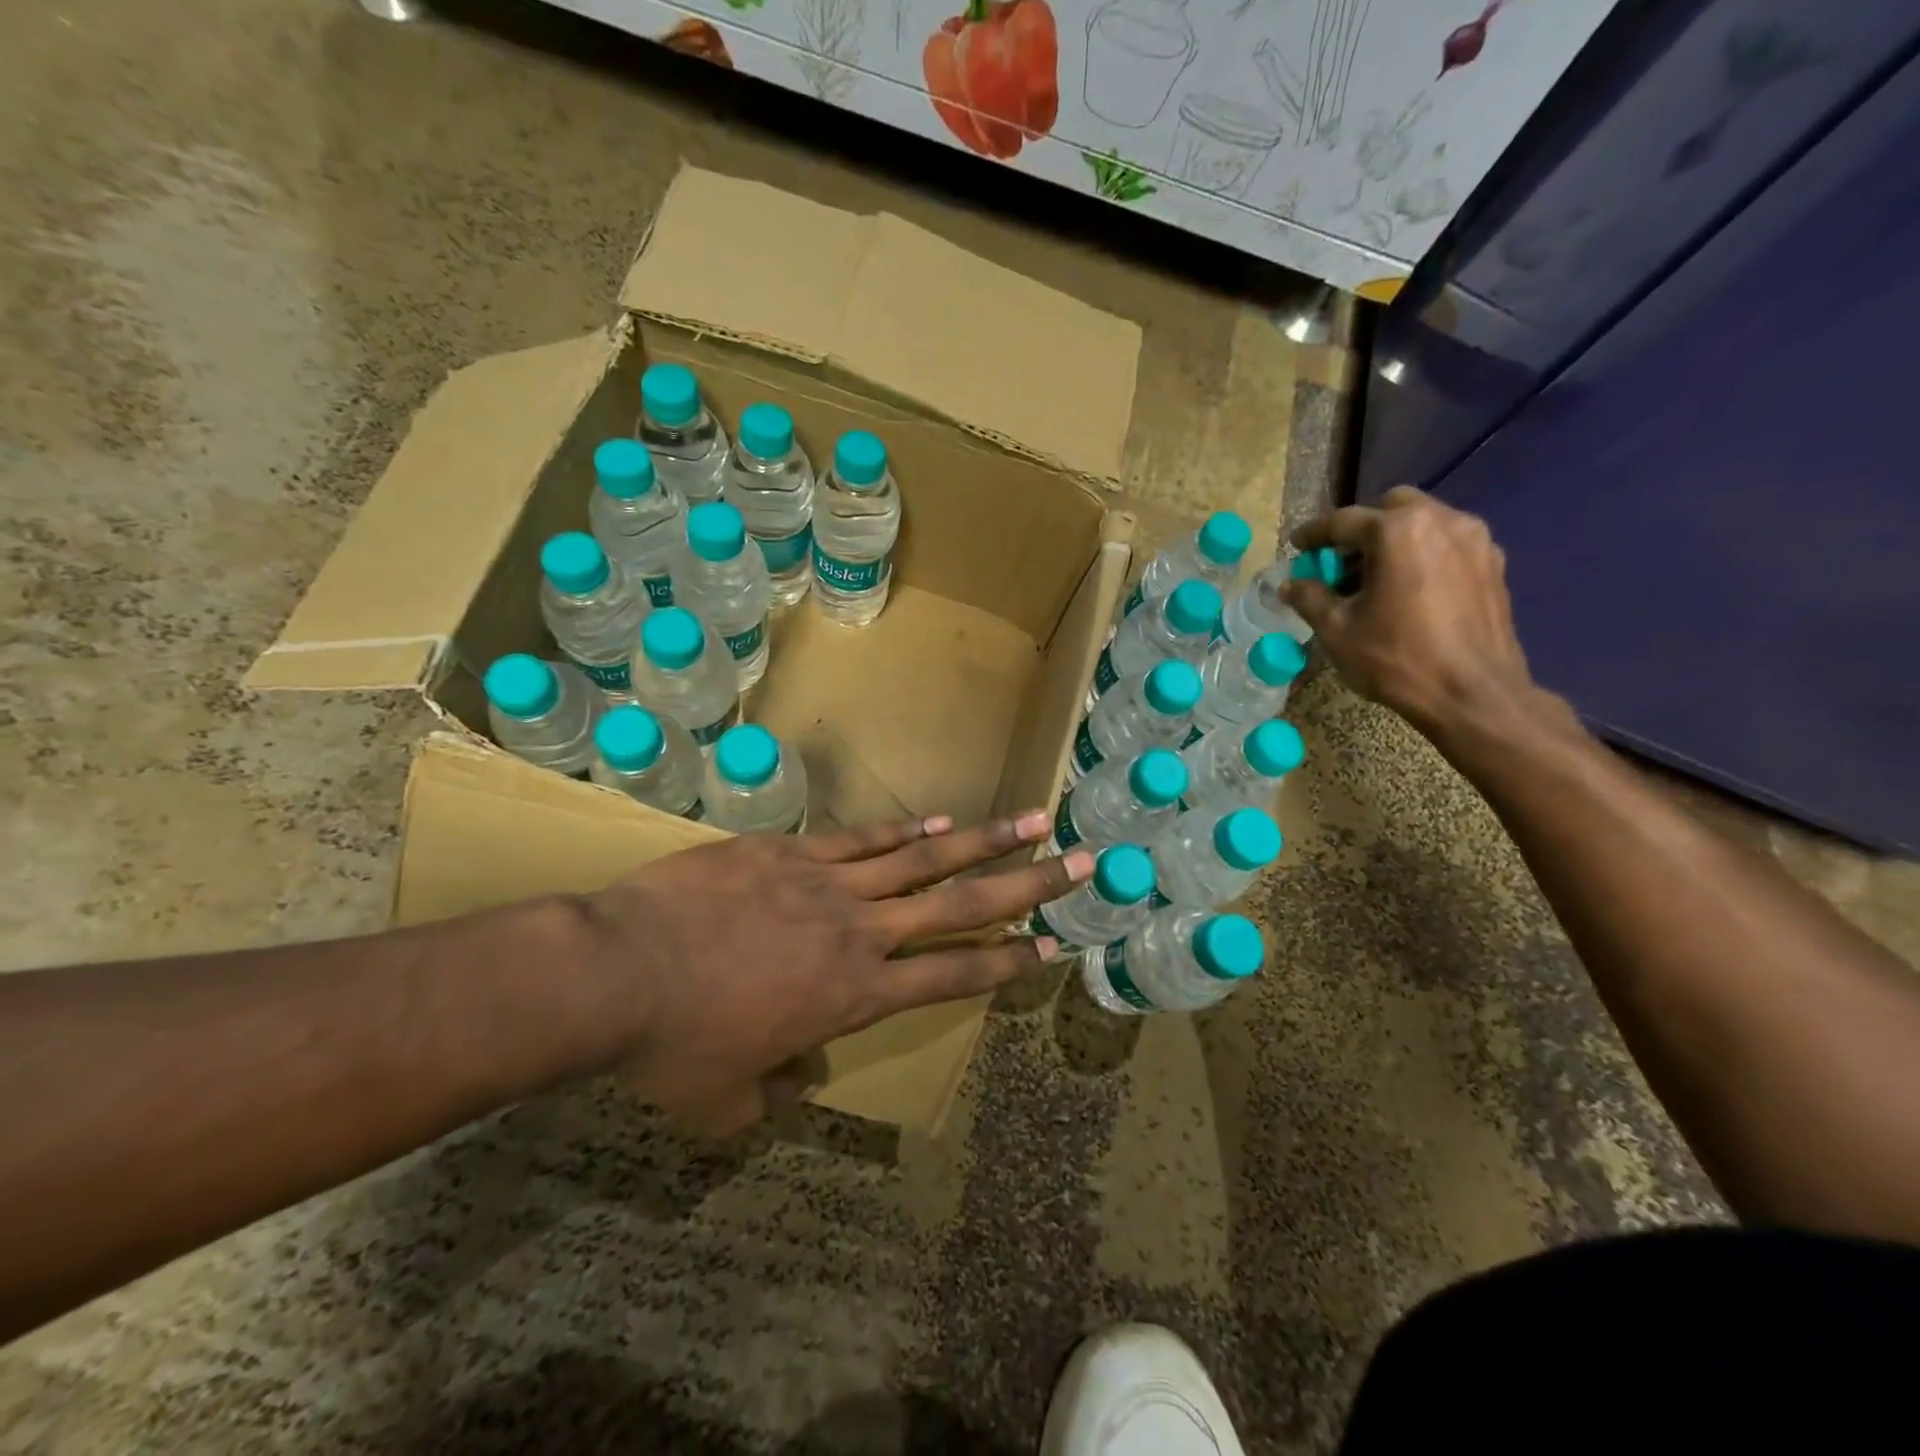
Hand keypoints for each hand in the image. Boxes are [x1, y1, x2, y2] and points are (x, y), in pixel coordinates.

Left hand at [583, 813, 1091, 1134]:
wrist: (616, 970)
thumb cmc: (674, 1046)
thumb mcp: (727, 1100)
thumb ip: (777, 1093)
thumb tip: (803, 1073)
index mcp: (856, 995)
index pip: (953, 976)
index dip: (1007, 962)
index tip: (1052, 945)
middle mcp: (861, 932)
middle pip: (961, 904)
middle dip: (1027, 885)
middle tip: (1079, 863)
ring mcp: (829, 882)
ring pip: (924, 858)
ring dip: (983, 840)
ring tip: (1031, 820)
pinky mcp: (792, 850)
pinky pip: (863, 839)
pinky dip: (906, 831)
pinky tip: (938, 820)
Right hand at [1283, 486, 1536, 737]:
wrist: (1472, 694)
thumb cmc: (1396, 659)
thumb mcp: (1337, 630)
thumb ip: (1309, 598)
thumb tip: (1289, 585)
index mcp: (1398, 531)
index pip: (1343, 521)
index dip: (1314, 534)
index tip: (1296, 546)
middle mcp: (1441, 521)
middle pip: (1391, 508)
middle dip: (1361, 528)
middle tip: (1341, 560)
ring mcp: (1475, 541)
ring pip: (1424, 523)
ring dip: (1394, 540)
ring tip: (1374, 578)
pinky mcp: (1493, 565)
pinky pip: (1448, 545)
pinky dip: (1422, 555)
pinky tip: (1408, 589)